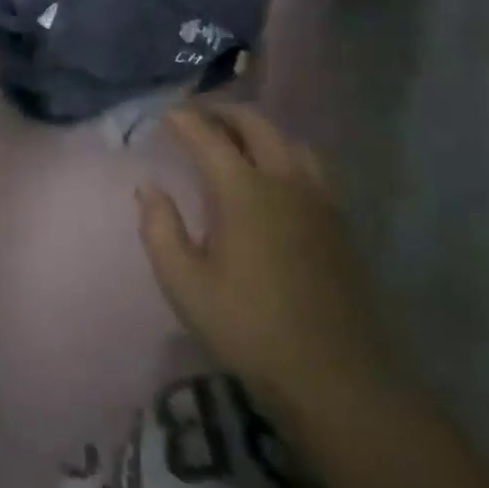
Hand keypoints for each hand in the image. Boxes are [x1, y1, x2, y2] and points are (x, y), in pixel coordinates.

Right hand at [136, 103, 396, 421]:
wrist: (334, 375)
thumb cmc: (247, 326)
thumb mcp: (183, 282)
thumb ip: (159, 227)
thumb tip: (149, 188)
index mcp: (243, 192)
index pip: (208, 137)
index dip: (184, 119)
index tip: (164, 113)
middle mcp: (284, 183)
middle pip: (257, 126)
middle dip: (224, 113)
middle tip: (197, 116)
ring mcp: (319, 202)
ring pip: (290, 142)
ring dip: (259, 131)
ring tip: (234, 141)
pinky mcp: (339, 224)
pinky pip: (310, 168)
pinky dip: (284, 154)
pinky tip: (272, 178)